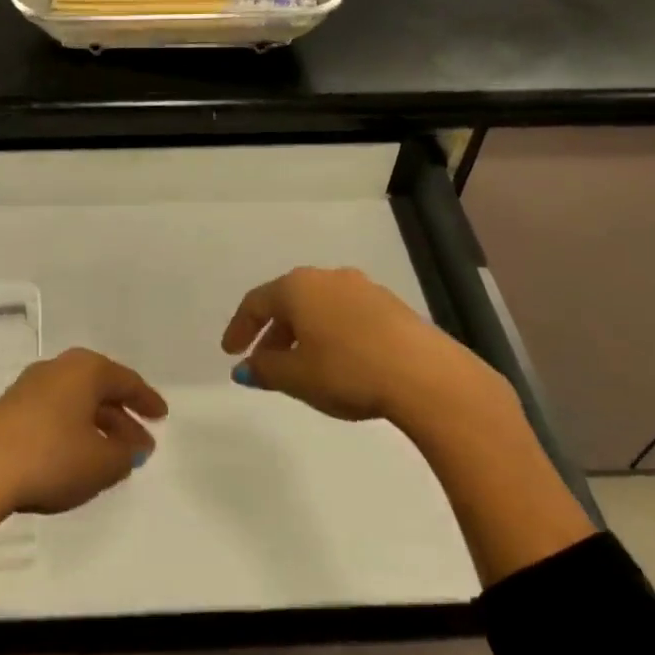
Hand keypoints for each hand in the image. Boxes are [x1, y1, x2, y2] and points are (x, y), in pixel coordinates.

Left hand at [0, 349, 167, 558]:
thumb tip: (131, 447)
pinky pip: (53, 414)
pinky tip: (75, 457)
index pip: (126, 381)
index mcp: (85, 370)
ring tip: (110, 456)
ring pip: (74, 403)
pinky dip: (71, 432)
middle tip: (140, 443)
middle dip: (121, 417)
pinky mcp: (7, 410)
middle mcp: (57, 369)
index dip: (147, 400)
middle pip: (99, 390)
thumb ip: (125, 454)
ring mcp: (28, 388)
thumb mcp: (102, 463)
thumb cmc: (51, 459)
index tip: (162, 416)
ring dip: (96, 427)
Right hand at [220, 267, 519, 434]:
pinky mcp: (390, 305)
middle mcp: (328, 278)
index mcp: (298, 287)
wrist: (424, 375)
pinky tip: (336, 361)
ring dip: (302, 334)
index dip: (239, 328)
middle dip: (272, 333)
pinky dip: (330, 334)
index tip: (230, 352)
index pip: (256, 302)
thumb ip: (264, 369)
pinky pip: (345, 315)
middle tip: (263, 362)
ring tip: (300, 365)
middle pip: (288, 302)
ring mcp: (363, 288)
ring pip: (319, 308)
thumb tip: (245, 368)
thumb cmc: (347, 370)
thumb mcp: (296, 377)